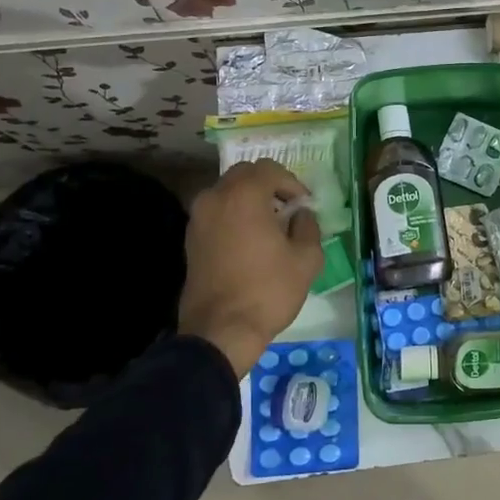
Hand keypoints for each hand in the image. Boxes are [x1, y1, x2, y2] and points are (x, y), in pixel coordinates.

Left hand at [180, 159, 323, 378]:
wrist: (221, 330)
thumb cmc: (268, 290)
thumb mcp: (306, 259)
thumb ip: (308, 226)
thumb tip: (301, 215)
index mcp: (244, 195)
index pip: (270, 169)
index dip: (292, 182)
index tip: (304, 205)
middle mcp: (215, 197)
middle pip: (245, 175)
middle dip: (269, 186)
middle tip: (288, 208)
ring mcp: (198, 218)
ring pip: (227, 192)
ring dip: (250, 200)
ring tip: (270, 225)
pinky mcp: (191, 238)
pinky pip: (217, 212)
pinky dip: (234, 215)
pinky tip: (250, 240)